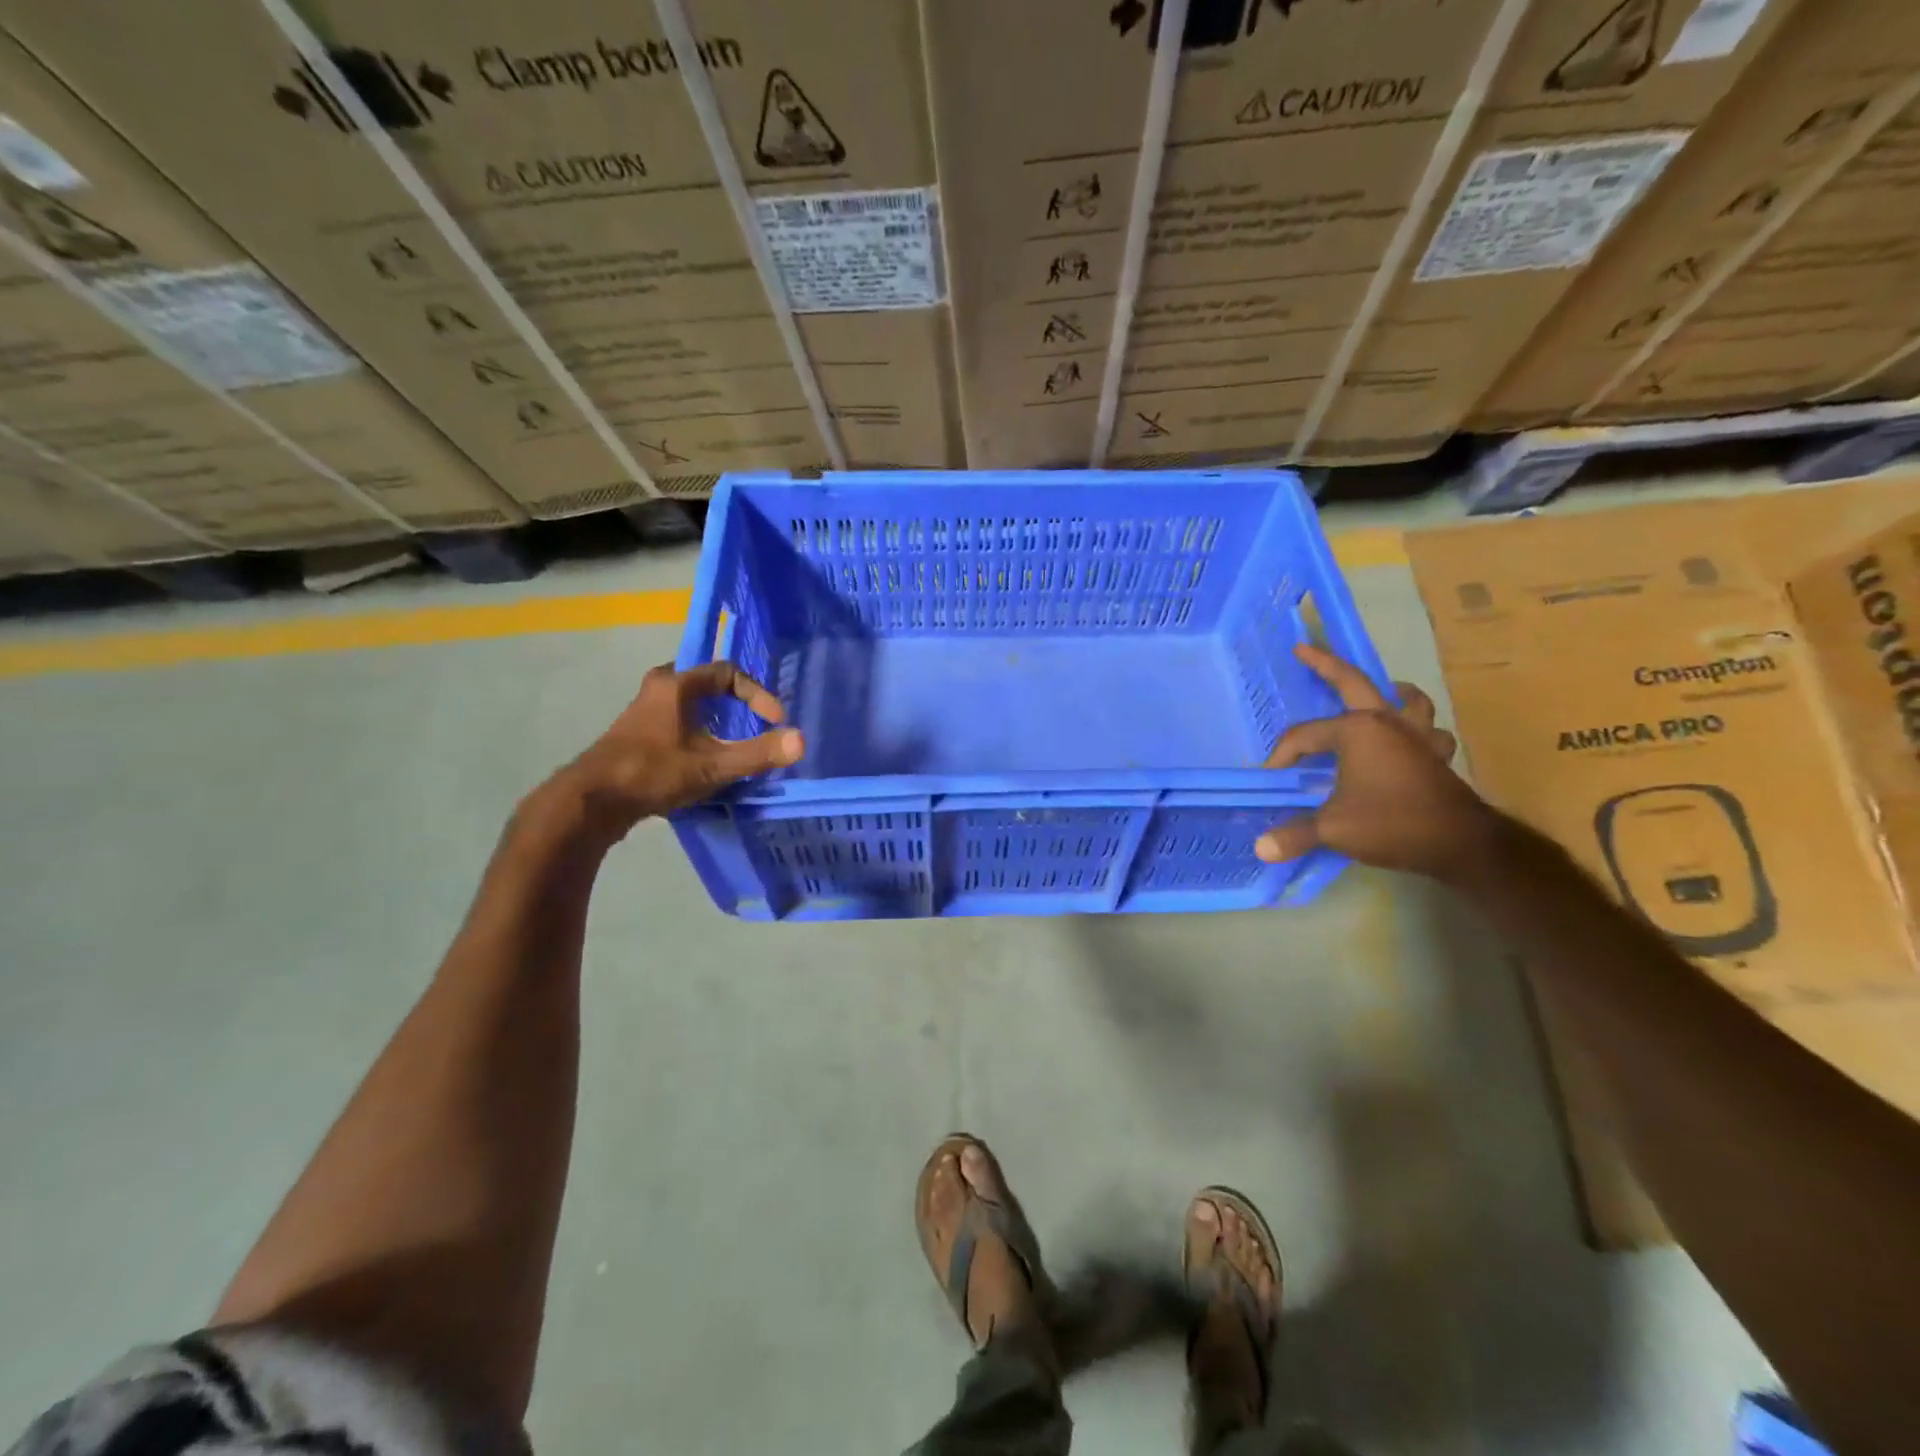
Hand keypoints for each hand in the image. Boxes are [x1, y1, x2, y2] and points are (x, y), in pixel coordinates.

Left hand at [549, 661, 803, 841]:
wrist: (591, 801)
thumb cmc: (652, 773)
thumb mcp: (711, 765)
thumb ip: (757, 753)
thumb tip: (801, 741)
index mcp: (676, 685)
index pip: (727, 673)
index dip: (757, 694)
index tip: (774, 720)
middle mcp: (657, 689)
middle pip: (705, 683)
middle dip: (734, 701)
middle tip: (753, 720)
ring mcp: (642, 713)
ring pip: (688, 704)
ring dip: (714, 718)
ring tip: (733, 742)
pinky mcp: (634, 736)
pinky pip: (675, 722)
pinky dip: (696, 732)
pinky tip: (702, 759)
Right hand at [1255, 644, 1491, 878]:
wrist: (1459, 844)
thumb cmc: (1390, 824)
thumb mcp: (1333, 829)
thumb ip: (1295, 834)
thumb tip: (1260, 848)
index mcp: (1357, 730)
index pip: (1305, 736)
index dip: (1283, 756)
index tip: (1272, 778)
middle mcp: (1387, 722)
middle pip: (1353, 683)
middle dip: (1325, 664)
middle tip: (1304, 649)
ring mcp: (1417, 737)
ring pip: (1408, 701)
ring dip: (1394, 693)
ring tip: (1383, 692)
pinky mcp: (1436, 756)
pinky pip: (1431, 732)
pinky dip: (1421, 730)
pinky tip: (1412, 739)